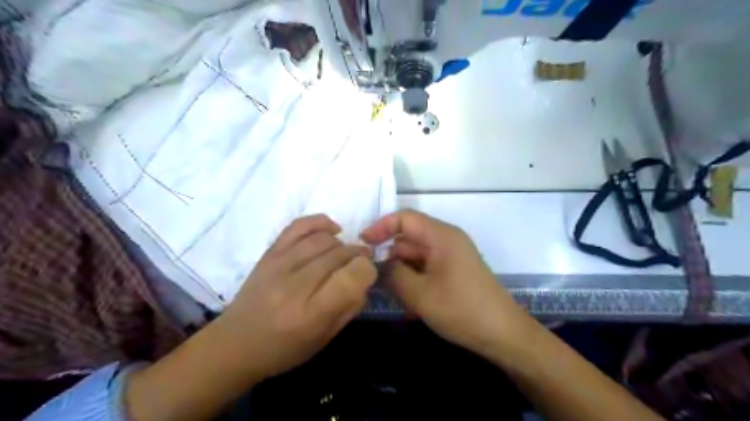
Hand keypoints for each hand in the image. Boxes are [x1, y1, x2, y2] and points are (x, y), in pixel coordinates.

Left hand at [220, 216, 378, 380]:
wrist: (235, 343)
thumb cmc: (284, 348)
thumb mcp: (325, 338)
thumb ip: (350, 306)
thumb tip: (363, 278)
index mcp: (311, 314)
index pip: (351, 277)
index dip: (366, 270)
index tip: (367, 274)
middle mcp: (295, 285)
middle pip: (339, 254)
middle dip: (358, 255)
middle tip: (361, 262)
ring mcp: (279, 264)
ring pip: (323, 239)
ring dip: (342, 243)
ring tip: (346, 252)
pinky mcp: (269, 253)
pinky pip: (299, 225)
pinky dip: (320, 222)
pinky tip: (332, 230)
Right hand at [360, 210, 528, 358]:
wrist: (503, 334)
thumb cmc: (461, 310)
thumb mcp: (419, 294)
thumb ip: (393, 274)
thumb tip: (380, 264)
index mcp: (441, 236)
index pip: (405, 218)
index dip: (381, 227)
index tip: (363, 244)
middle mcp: (447, 240)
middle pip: (409, 237)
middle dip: (389, 254)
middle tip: (370, 274)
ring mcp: (451, 256)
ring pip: (416, 255)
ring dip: (401, 270)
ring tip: (388, 291)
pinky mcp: (454, 271)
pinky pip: (426, 267)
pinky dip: (413, 277)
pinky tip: (407, 299)